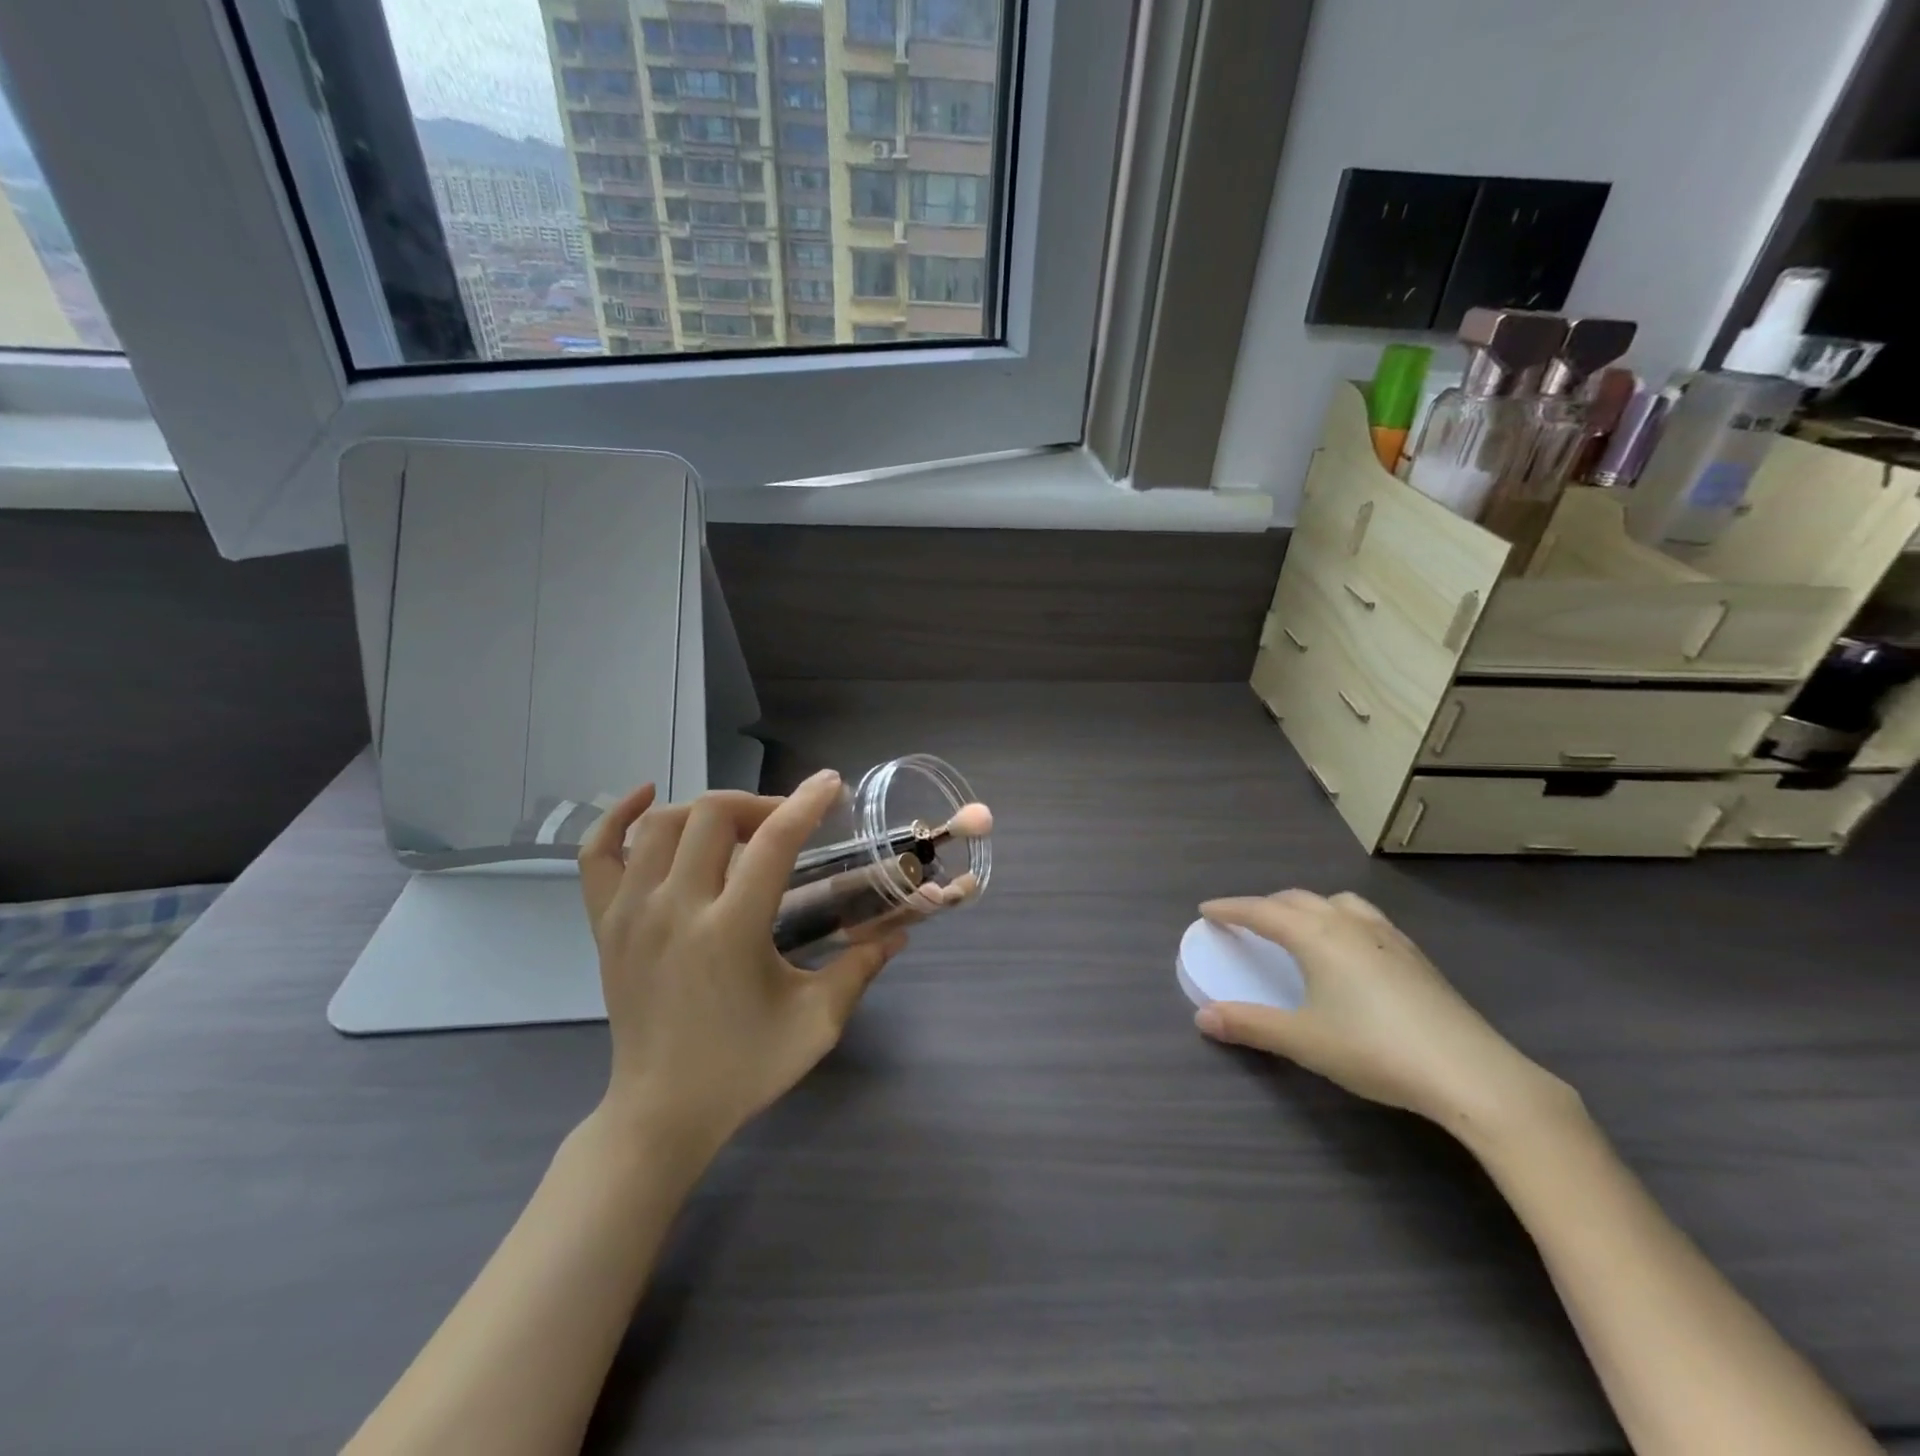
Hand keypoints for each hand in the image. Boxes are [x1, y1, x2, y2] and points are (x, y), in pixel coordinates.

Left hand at [578, 771, 906, 1158]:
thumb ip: (859, 970)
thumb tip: (900, 933)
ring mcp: (630, 913)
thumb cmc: (743, 1069)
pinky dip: (618, 816)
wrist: (661, 1114)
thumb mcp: (816, 1024)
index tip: (829, 784)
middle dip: (758, 804)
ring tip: (736, 828)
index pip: (773, 841)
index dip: (806, 804)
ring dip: (706, 811)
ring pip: (662, 824)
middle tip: (785, 823)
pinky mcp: (604, 925)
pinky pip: (598, 854)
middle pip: (712, 815)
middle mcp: (675, 908)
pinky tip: (647, 798)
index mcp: (731, 930)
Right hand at [1195, 890, 1575, 1138]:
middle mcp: (1348, 924)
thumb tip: (1201, 1017)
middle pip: (1296, 899)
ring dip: (1307, 907)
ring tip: (1299, 927)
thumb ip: (1250, 1025)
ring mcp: (1387, 936)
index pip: (1261, 911)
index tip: (1207, 910)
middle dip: (1266, 905)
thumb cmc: (1375, 1050)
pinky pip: (1364, 918)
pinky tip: (1350, 950)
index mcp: (1316, 936)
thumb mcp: (1303, 1040)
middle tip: (1246, 921)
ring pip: (1336, 902)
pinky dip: (1341, 919)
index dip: (1230, 909)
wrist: (1470, 1073)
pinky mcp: (1414, 955)